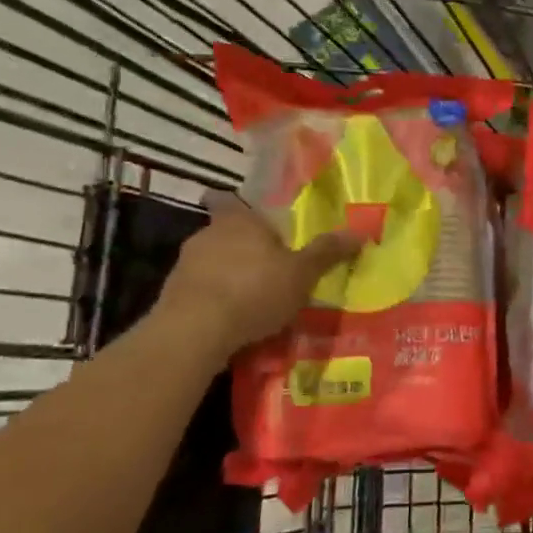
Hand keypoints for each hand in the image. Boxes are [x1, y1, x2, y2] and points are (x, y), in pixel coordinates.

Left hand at [154, 194, 361, 355]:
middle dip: (243, 248)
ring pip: (211, 263)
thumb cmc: (254, 290)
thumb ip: (327, 252)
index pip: (230, 200)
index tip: (250, 219)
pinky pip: (200, 291)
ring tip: (252, 299)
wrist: (194, 332)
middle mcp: (207, 235)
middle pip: (225, 234)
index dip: (239, 208)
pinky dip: (214, 301)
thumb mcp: (302, 273)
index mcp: (238, 220)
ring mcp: (184, 266)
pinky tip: (231, 321)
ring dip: (228, 276)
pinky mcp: (171, 297)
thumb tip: (360, 231)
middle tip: (268, 266)